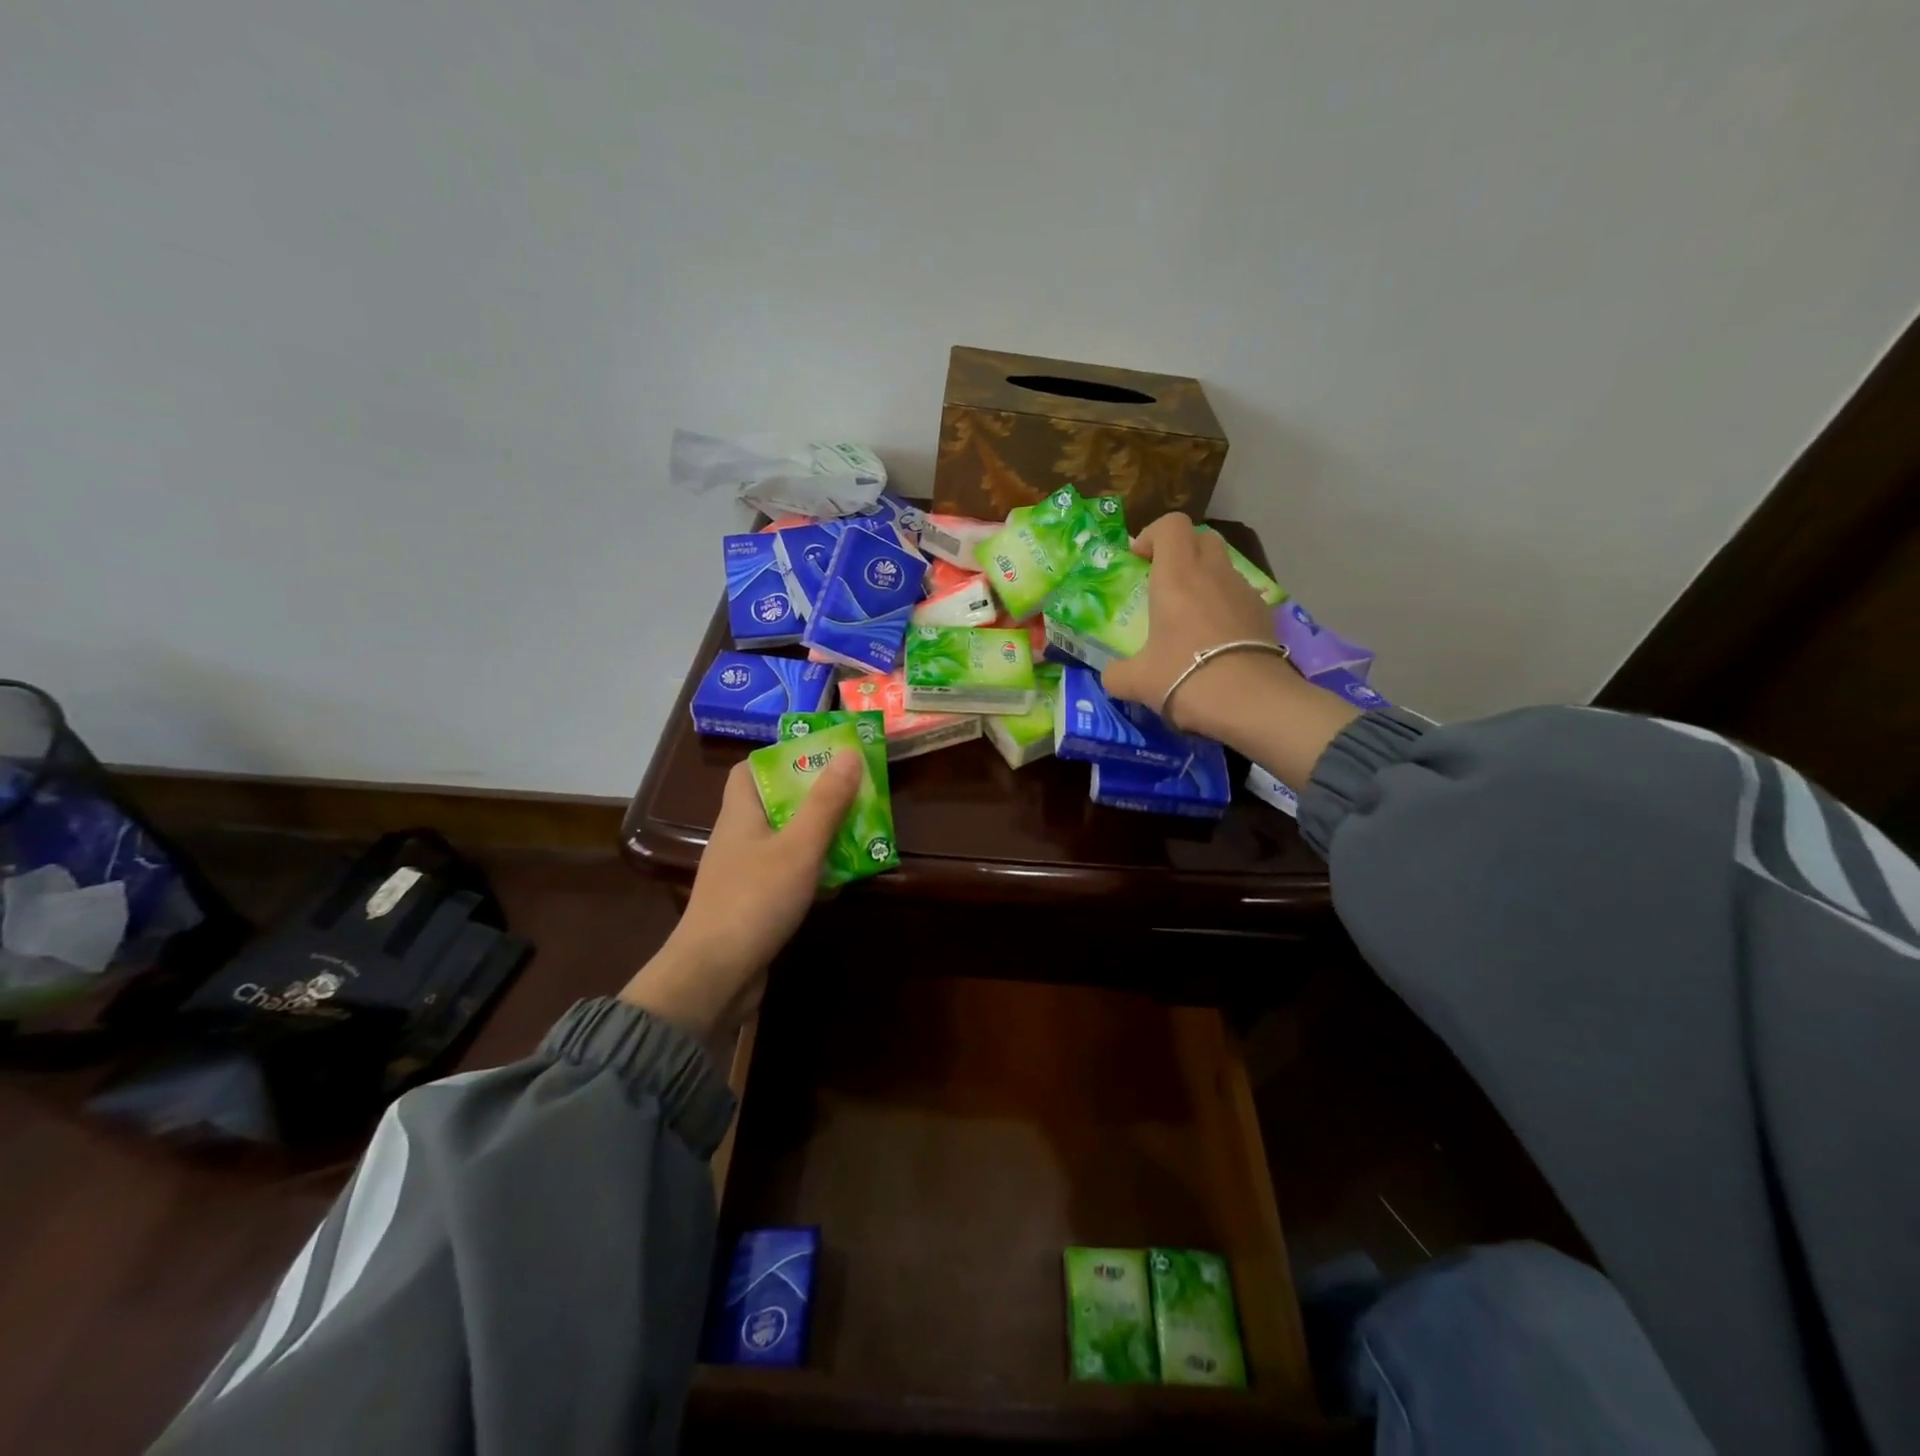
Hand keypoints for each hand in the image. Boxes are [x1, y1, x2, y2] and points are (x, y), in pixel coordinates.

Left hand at [619, 751, 862, 1037]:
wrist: (714, 975)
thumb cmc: (755, 900)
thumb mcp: (799, 847)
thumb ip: (826, 803)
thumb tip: (850, 752)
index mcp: (740, 815)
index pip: (748, 770)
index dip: (780, 759)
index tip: (819, 758)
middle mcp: (737, 839)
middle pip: (774, 805)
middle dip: (813, 798)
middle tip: (852, 793)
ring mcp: (742, 875)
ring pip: (783, 842)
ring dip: (817, 836)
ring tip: (857, 831)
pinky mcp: (752, 906)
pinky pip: (785, 876)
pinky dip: (811, 872)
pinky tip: (839, 880)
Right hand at [1102, 514, 1289, 735]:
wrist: (1250, 701)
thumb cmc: (1184, 678)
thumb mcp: (1136, 681)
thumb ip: (1116, 673)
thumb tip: (1111, 675)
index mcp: (1176, 576)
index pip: (1171, 525)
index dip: (1153, 535)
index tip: (1139, 560)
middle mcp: (1213, 573)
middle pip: (1202, 538)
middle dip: (1182, 551)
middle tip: (1164, 582)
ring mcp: (1244, 591)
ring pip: (1224, 567)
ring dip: (1205, 579)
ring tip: (1191, 617)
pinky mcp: (1265, 614)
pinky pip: (1241, 596)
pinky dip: (1226, 606)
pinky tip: (1217, 641)